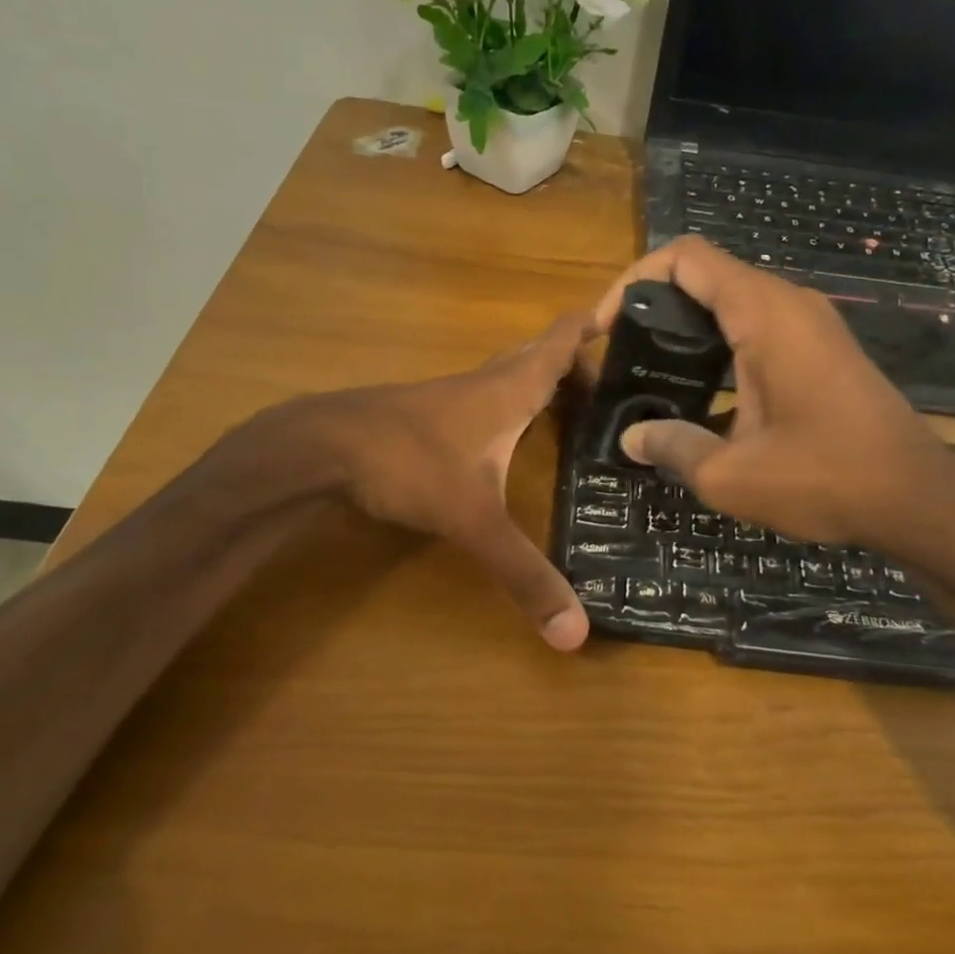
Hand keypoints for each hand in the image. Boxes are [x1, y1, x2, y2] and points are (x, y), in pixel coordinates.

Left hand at [266, 314, 593, 650]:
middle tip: (615, 384)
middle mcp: (485, 383)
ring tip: (574, 406)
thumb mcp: (474, 521)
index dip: (596, 325)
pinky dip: (508, 403)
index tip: (633, 318)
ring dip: (540, 380)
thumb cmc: (409, 464)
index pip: (562, 340)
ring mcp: (451, 396)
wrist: (320, 447)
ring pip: (508, 374)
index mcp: (510, 390)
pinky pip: (483, 396)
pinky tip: (507, 433)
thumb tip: (575, 635)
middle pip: (539, 354)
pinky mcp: (426, 413)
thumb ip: (524, 574)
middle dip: (576, 361)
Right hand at [595, 237, 954, 565]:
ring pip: (734, 301)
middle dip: (656, 306)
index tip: (607, 328)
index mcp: (763, 313)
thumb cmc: (824, 477)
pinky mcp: (824, 350)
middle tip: (625, 356)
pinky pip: (760, 327)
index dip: (634, 280)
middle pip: (707, 274)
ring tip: (655, 375)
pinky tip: (705, 396)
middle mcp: (789, 304)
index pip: (685, 256)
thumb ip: (672, 447)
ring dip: (689, 328)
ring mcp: (812, 325)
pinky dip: (721, 345)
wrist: (918, 499)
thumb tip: (632, 438)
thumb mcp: (729, 474)